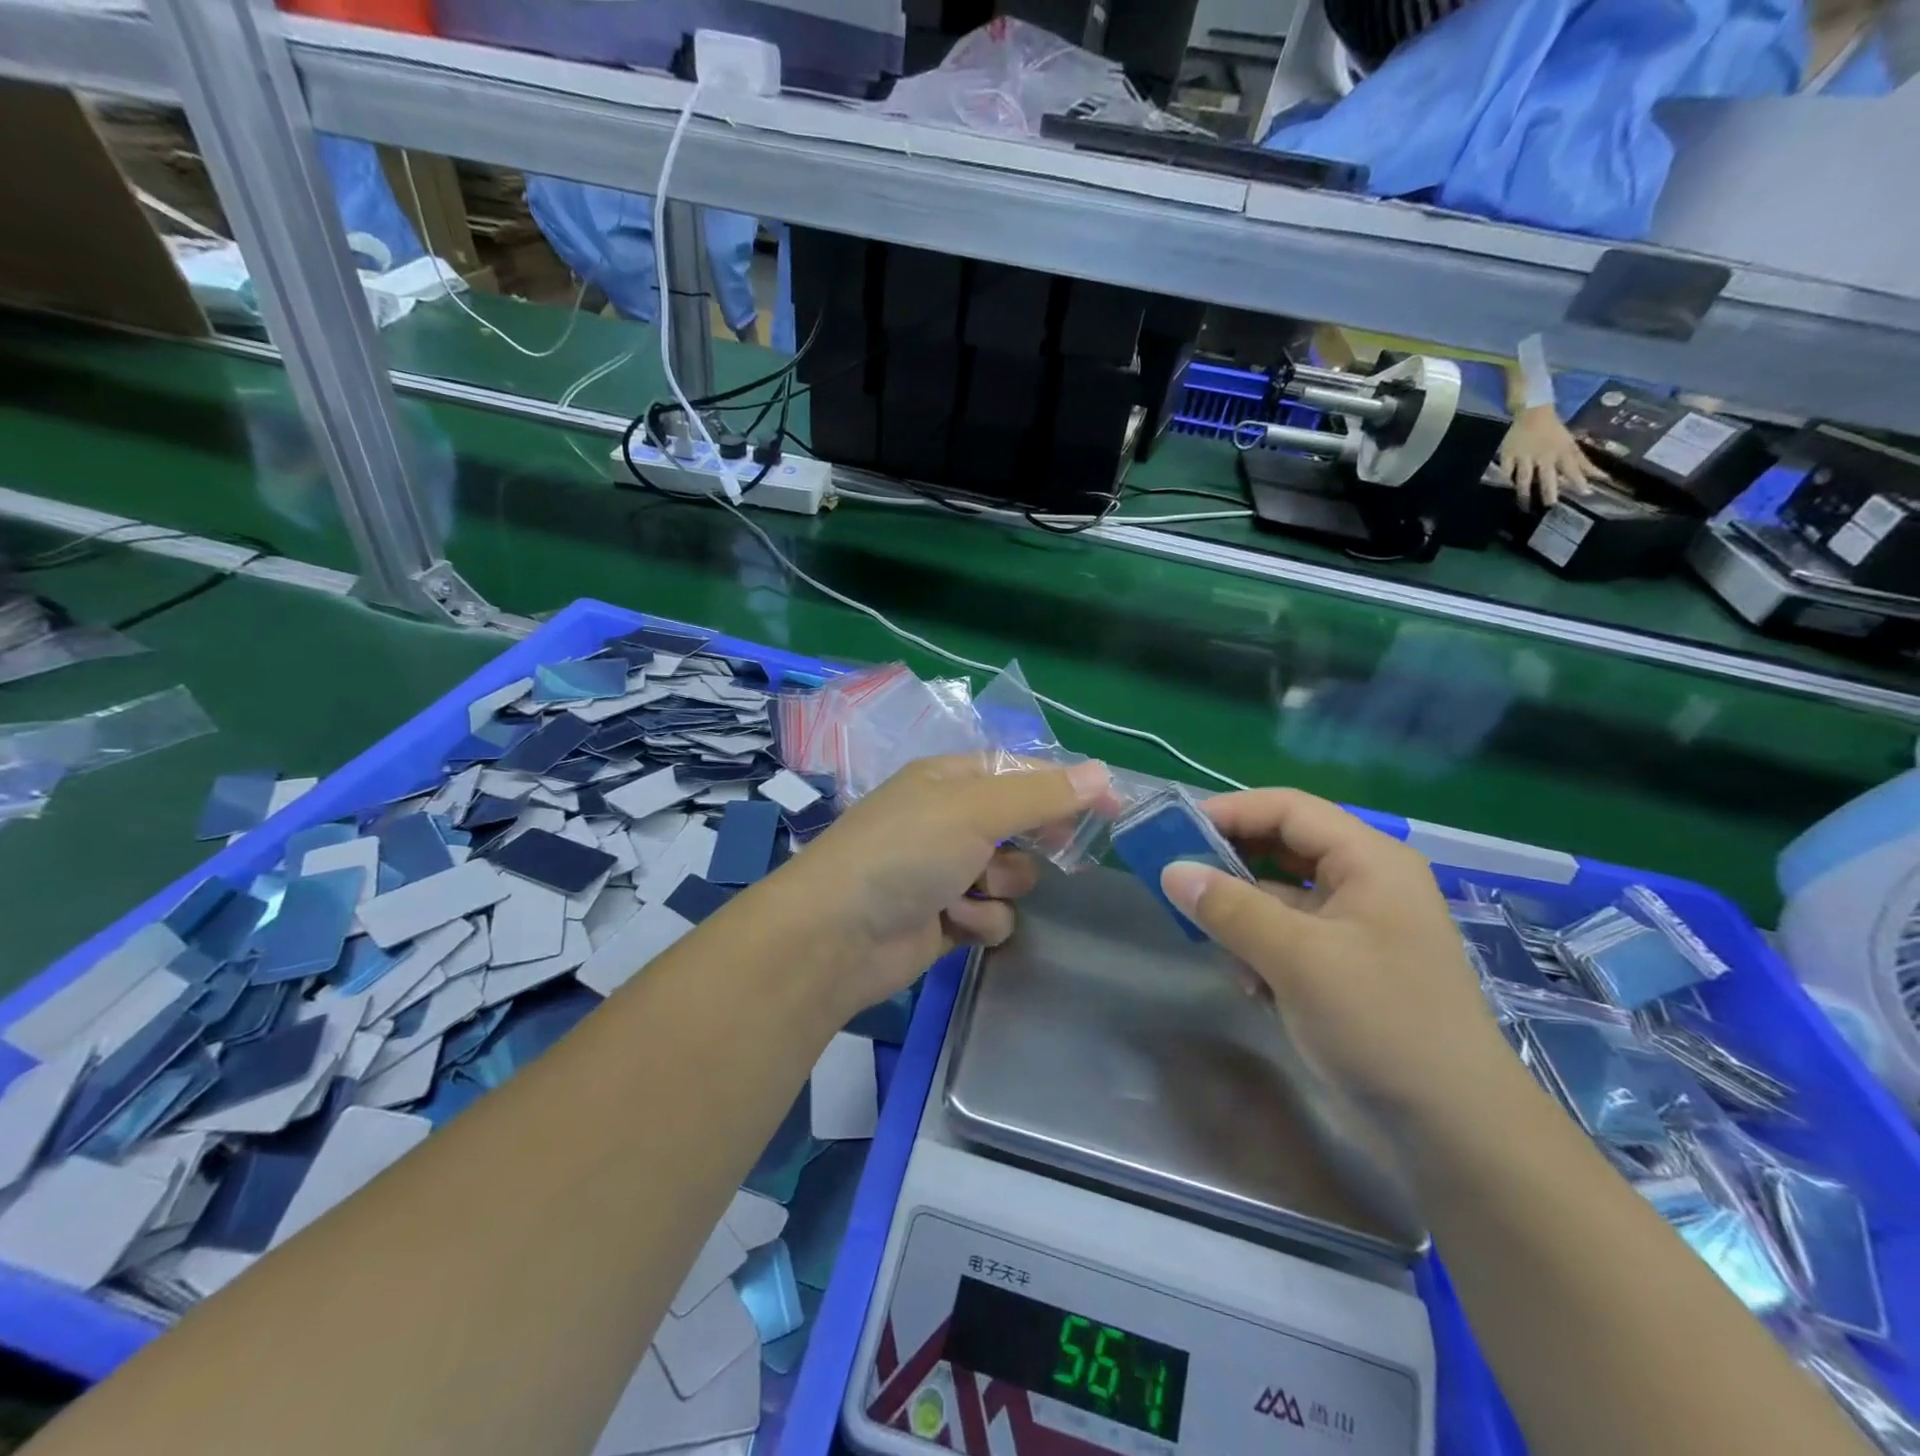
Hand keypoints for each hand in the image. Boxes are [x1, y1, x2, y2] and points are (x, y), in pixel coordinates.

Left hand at [763, 755, 1110, 1021]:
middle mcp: (948, 820)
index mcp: (950, 780)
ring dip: (1000, 886)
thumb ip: (1041, 794)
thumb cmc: (905, 852)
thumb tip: (1102, 772)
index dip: (1065, 786)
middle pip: (1021, 825)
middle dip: (1031, 843)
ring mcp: (945, 871)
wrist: (837, 935)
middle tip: (1055, 851)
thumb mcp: (975, 810)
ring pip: (1012, 875)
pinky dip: (980, 920)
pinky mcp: (945, 918)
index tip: (1109, 806)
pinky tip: (955, 923)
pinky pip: (991, 915)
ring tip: (971, 890)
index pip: (1021, 772)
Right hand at [1158, 790, 1524, 1156]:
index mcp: (1369, 860)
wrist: (1455, 1129)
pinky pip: (1288, 935)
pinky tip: (1251, 986)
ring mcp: (1356, 925)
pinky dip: (1261, 950)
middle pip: (1282, 848)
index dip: (1230, 811)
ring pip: (1279, 896)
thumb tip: (1171, 870)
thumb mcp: (1297, 958)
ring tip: (1216, 946)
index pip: (1288, 809)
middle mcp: (1364, 881)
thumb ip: (1229, 908)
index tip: (1174, 831)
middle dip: (1230, 866)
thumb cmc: (1381, 1023)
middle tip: (1179, 880)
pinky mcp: (1346, 965)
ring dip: (1242, 916)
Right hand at [1499, 405, 1605, 509]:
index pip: (1573, 469)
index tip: (1585, 494)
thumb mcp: (1570, 446)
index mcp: (1561, 452)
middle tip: (1551, 505)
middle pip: (1547, 476)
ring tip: (1524, 504)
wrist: (1533, 413)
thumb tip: (1603, 478)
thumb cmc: (1554, 432)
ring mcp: (1524, 456)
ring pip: (1524, 476)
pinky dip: (1505, 478)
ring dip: (1524, 490)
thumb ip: (1583, 464)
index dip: (1579, 481)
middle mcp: (1544, 456)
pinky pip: (1506, 469)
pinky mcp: (1508, 455)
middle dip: (1549, 490)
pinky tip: (1505, 487)